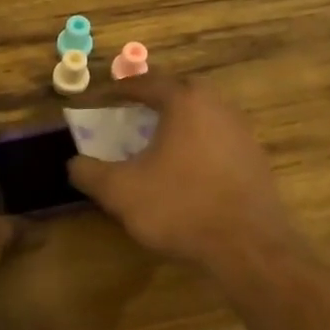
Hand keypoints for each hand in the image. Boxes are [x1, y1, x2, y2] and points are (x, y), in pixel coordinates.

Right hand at [67, 73, 295, 275]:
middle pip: (181, 92)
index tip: (106, 97)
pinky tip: (187, 171)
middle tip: (134, 114)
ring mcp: (242, 132)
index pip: (148, 82)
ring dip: (179, 123)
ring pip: (203, 116)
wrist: (249, 247)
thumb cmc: (180, 206)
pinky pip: (219, 140)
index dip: (123, 89)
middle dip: (156, 100)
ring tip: (158, 143)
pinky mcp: (256, 159)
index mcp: (184, 102)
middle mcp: (217, 106)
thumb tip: (73, 163)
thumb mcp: (121, 191)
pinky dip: (199, 145)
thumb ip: (90, 173)